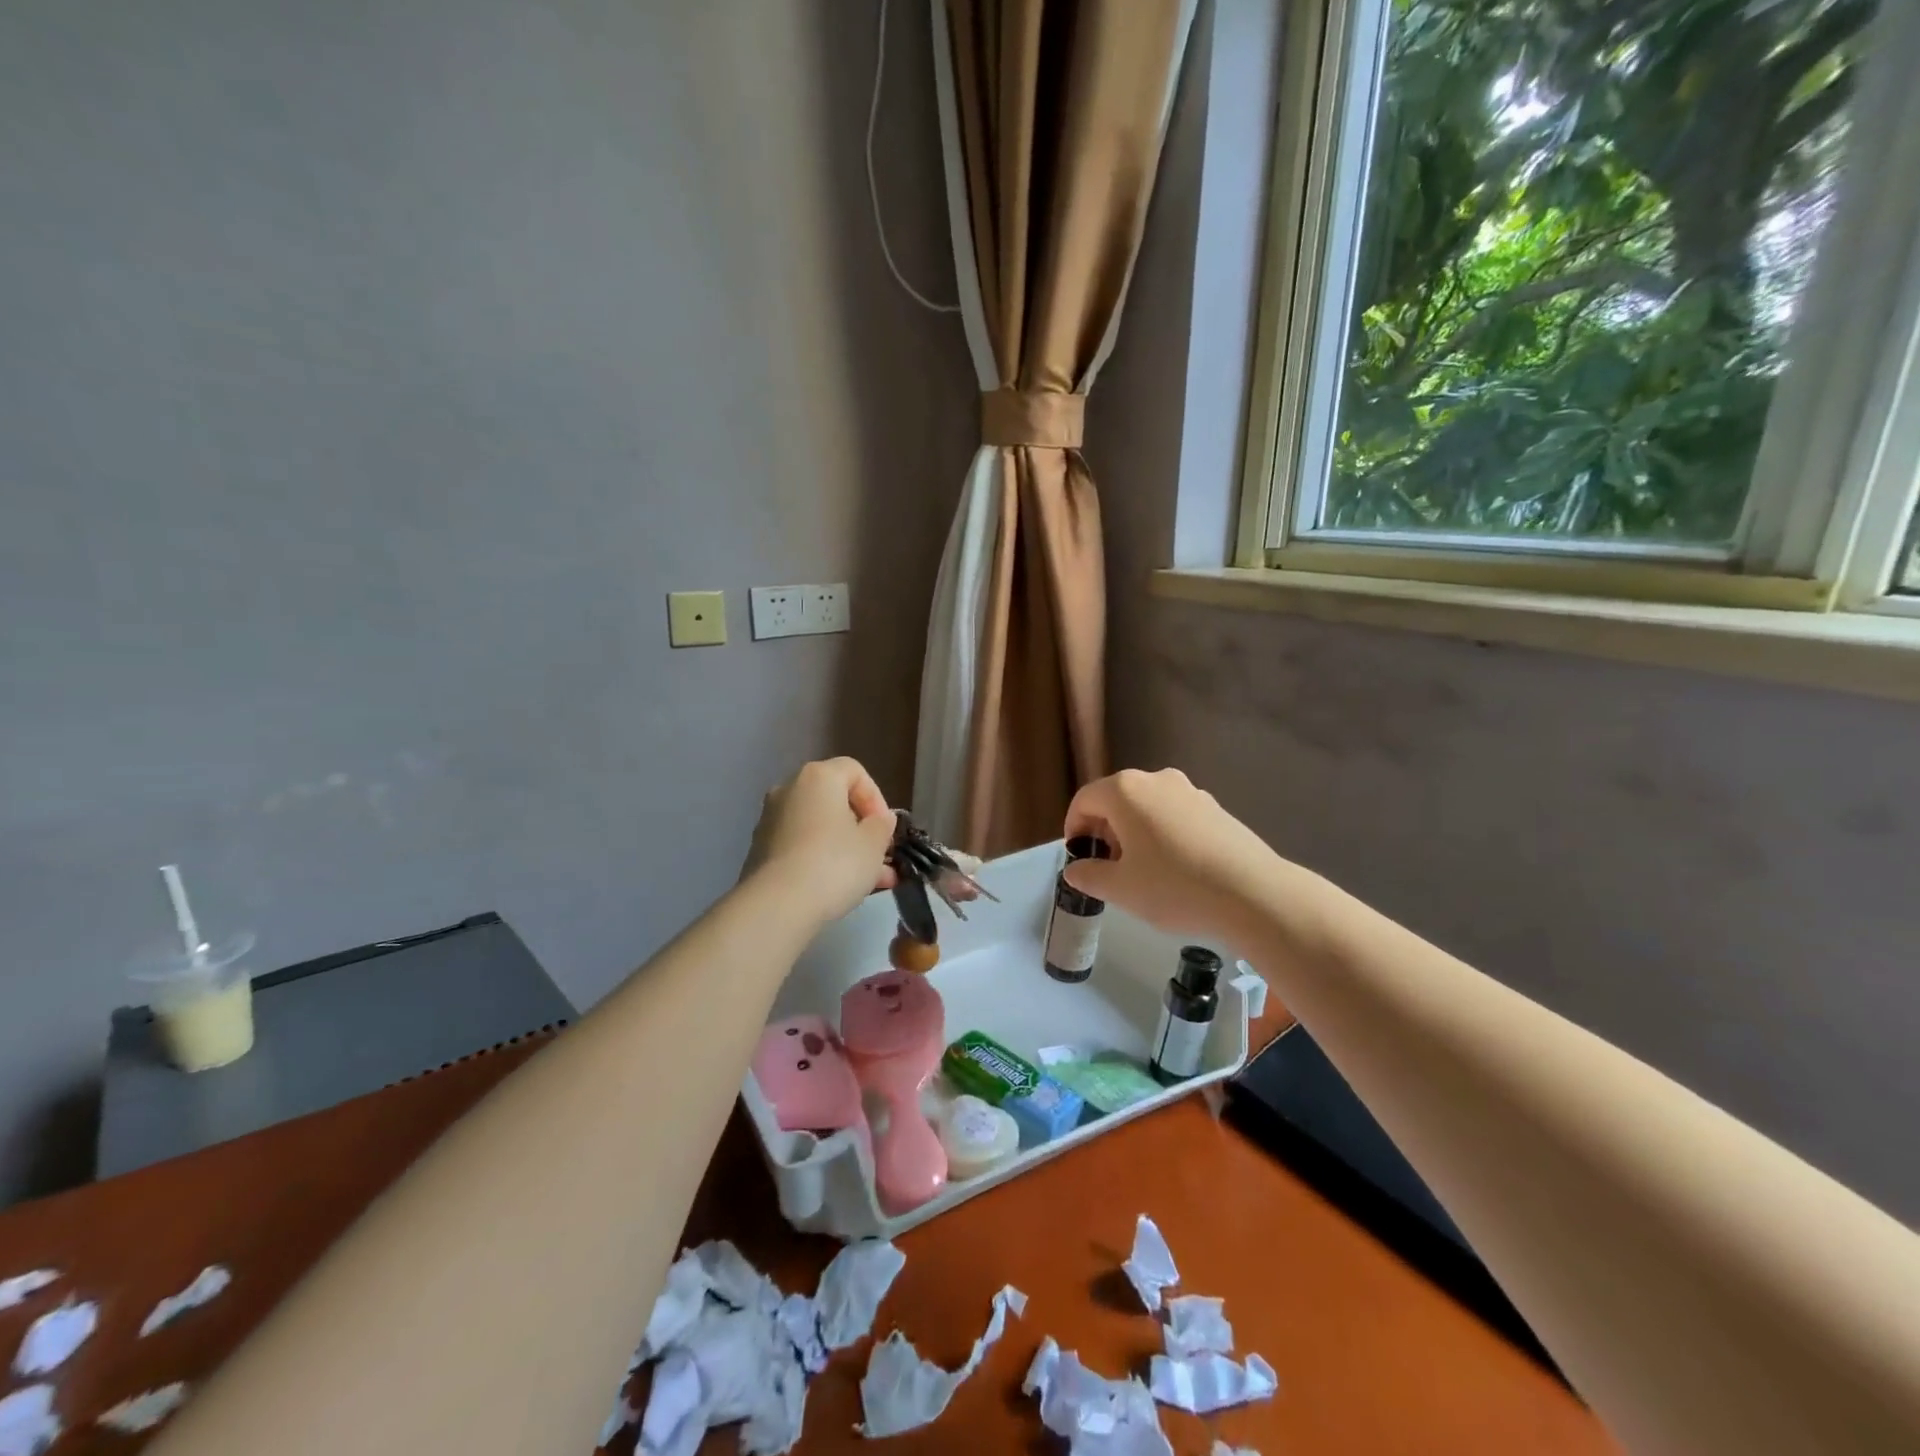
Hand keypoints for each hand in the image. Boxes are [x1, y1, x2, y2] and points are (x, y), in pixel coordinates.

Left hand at [743, 758, 898, 921]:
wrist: (777, 905)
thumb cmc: (834, 864)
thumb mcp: (873, 844)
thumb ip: (882, 825)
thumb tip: (880, 819)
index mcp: (818, 777)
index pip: (855, 772)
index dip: (876, 798)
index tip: (885, 829)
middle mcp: (789, 789)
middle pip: (835, 801)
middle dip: (862, 830)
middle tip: (880, 857)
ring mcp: (770, 820)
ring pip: (819, 827)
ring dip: (845, 848)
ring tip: (870, 882)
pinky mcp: (760, 849)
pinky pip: (801, 846)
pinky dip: (821, 859)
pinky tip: (839, 888)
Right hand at [1061, 768, 1283, 939]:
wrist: (1253, 893)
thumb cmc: (1174, 887)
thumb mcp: (1120, 889)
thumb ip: (1089, 875)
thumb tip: (1075, 869)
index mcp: (1125, 791)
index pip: (1084, 801)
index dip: (1074, 829)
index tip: (1079, 860)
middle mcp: (1155, 779)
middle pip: (1115, 800)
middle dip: (1104, 831)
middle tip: (1108, 869)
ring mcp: (1189, 790)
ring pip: (1146, 807)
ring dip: (1134, 833)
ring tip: (1142, 872)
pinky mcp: (1214, 806)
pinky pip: (1174, 815)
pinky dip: (1163, 834)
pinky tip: (1175, 869)